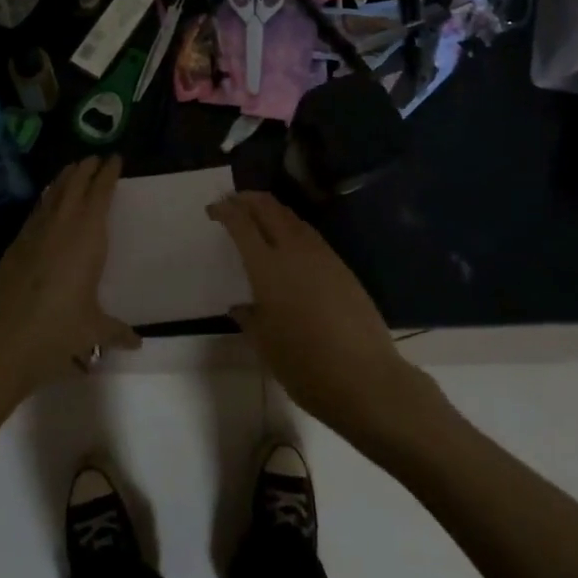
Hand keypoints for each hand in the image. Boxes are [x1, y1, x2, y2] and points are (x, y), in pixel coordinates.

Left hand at [0, 156, 139, 395]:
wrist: (7, 338)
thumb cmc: (59, 329)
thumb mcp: (93, 330)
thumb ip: (116, 331)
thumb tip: (137, 343)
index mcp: (88, 236)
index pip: (101, 193)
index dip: (108, 174)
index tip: (115, 158)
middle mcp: (63, 225)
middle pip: (75, 184)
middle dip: (86, 169)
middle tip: (94, 158)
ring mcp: (35, 232)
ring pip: (52, 193)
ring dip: (64, 179)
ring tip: (72, 169)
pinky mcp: (15, 244)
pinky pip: (36, 211)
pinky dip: (45, 200)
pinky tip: (46, 201)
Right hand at [208, 192, 433, 441]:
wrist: (364, 377)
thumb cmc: (305, 365)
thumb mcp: (265, 345)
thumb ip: (249, 319)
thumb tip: (240, 307)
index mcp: (267, 267)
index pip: (241, 224)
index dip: (225, 211)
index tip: (213, 209)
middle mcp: (294, 250)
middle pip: (268, 208)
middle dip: (247, 199)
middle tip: (232, 203)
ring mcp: (321, 255)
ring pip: (291, 217)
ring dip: (271, 209)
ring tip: (257, 216)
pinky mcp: (341, 265)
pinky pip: (309, 233)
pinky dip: (291, 226)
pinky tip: (288, 242)